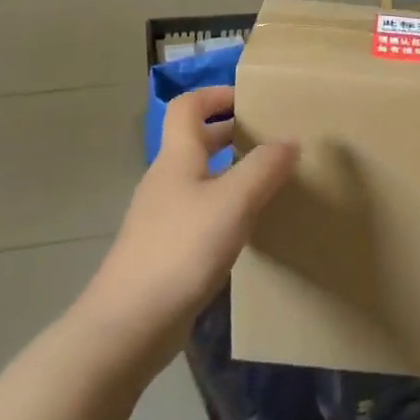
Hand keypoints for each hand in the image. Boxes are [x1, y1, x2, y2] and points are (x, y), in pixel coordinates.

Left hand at [79, 87, 296, 363]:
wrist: (128, 325)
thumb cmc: (181, 250)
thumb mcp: (233, 201)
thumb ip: (265, 167)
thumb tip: (291, 139)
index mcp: (177, 158)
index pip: (188, 107)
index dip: (216, 94)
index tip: (251, 99)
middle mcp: (166, 181)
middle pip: (195, 141)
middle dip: (231, 132)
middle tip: (271, 137)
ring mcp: (162, 217)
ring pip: (200, 178)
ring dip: (231, 170)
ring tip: (269, 179)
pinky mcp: (166, 250)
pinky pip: (200, 212)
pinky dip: (225, 206)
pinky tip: (248, 226)